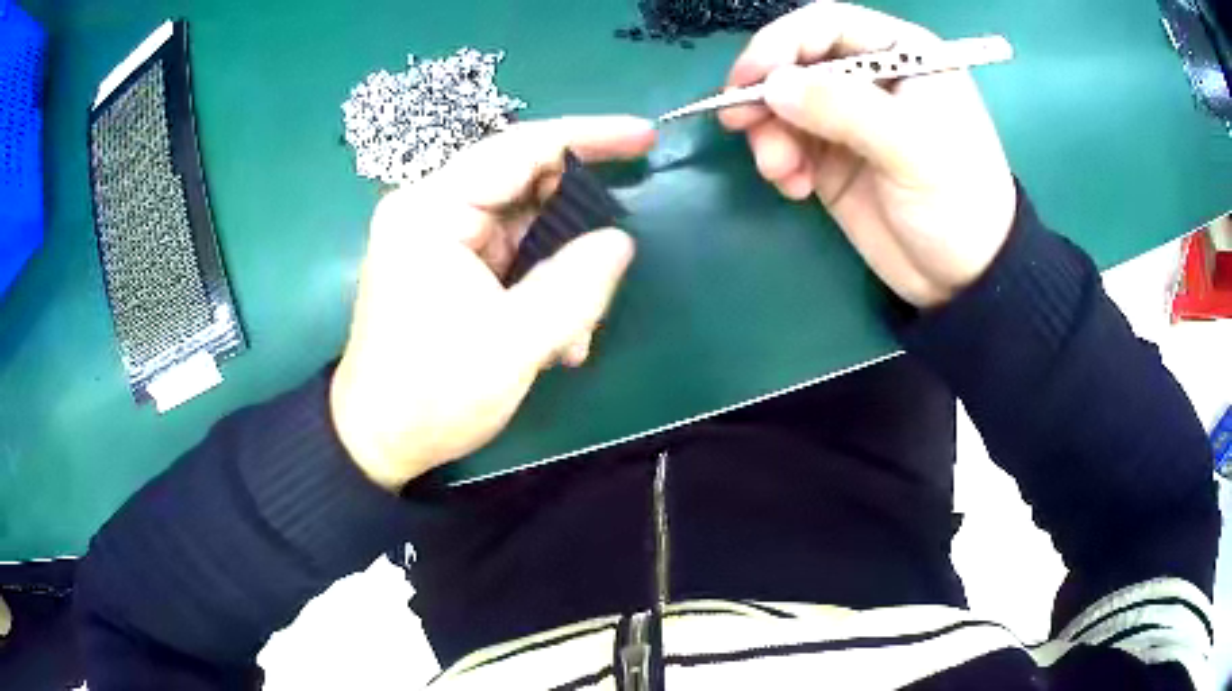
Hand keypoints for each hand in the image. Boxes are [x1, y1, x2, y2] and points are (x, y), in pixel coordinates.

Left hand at [330, 117, 656, 489]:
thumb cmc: (433, 394)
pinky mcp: (448, 269)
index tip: (645, 136)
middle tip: (614, 259)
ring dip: (563, 269)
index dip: (589, 137)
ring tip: (579, 328)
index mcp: (432, 209)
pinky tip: (559, 337)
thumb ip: (576, 284)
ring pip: (524, 227)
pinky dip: (543, 287)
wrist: (379, 442)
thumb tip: (620, 240)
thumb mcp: (514, 342)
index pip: (519, 148)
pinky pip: (511, 257)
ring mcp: (439, 240)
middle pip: (523, 185)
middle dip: (577, 224)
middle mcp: (432, 211)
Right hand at [720, 1, 1016, 307]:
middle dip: (766, 90)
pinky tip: (795, 188)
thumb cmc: (959, 202)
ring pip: (785, 103)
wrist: (965, 279)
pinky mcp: (833, 157)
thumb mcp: (912, 149)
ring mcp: (849, 118)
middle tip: (740, 122)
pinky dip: (780, 162)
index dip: (781, 43)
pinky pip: (789, 143)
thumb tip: (772, 86)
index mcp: (902, 56)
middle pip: (797, 61)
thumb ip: (845, 110)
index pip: (827, 25)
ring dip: (769, 132)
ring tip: (780, 170)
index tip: (750, 79)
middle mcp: (871, 78)